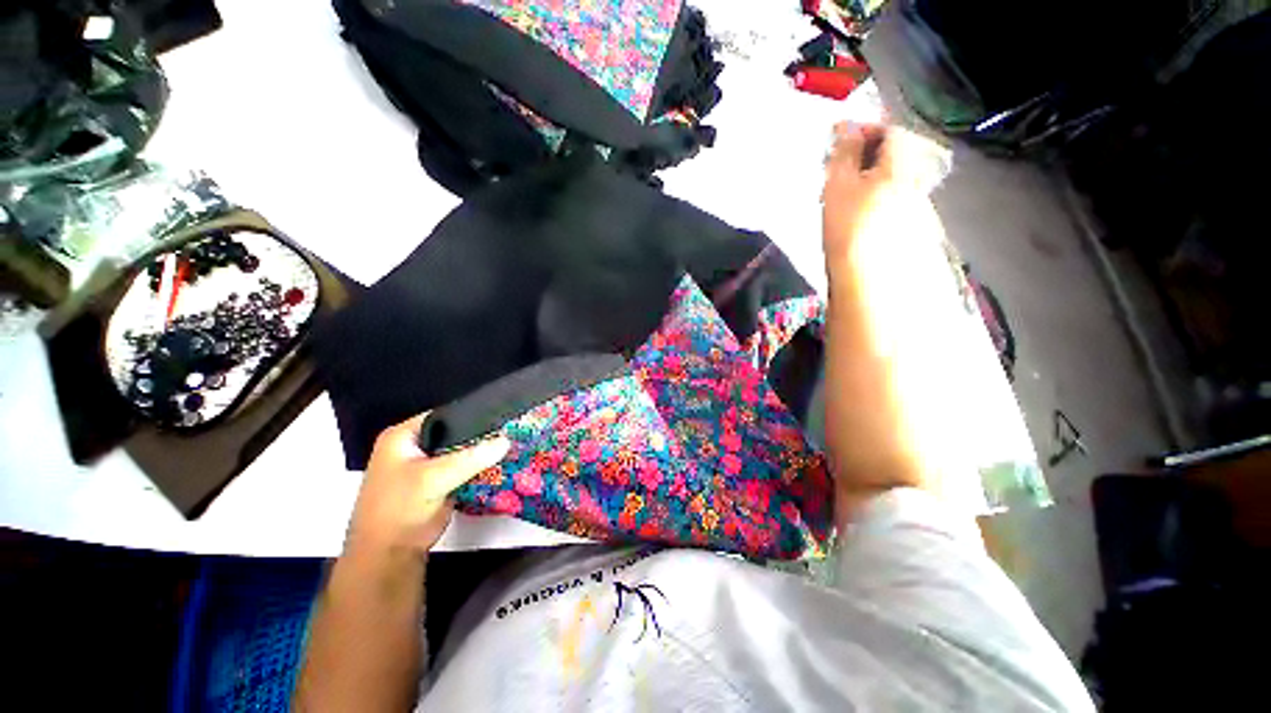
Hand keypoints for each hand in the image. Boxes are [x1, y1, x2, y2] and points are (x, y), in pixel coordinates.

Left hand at [344, 414, 510, 562]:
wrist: (390, 555)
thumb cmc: (399, 510)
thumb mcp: (433, 479)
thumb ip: (470, 458)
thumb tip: (506, 440)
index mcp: (404, 436)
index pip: (445, 414)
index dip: (473, 414)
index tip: (502, 416)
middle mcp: (415, 446)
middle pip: (456, 432)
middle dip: (482, 434)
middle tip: (512, 430)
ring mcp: (429, 465)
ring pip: (463, 451)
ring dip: (483, 452)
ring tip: (513, 443)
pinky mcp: (441, 481)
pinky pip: (466, 467)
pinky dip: (481, 466)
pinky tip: (502, 462)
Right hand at [821, 123, 941, 265]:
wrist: (869, 279)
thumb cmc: (850, 226)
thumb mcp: (839, 185)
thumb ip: (845, 152)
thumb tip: (847, 125)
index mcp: (903, 163)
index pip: (890, 129)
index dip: (863, 129)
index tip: (837, 142)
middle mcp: (918, 178)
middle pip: (894, 156)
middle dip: (865, 158)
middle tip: (836, 174)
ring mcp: (920, 205)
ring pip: (894, 179)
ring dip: (870, 180)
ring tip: (843, 199)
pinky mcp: (915, 228)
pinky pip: (895, 201)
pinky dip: (876, 201)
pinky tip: (858, 219)